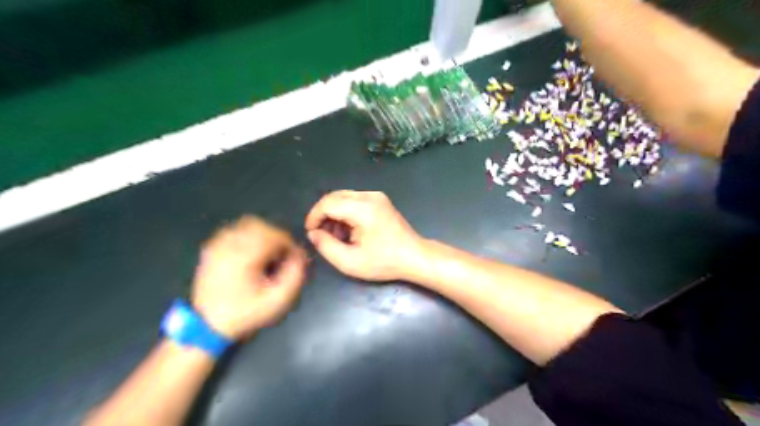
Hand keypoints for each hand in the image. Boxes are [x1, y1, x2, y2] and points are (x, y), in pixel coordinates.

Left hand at [192, 217, 306, 338]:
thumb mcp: (278, 300)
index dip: (289, 245)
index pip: (275, 236)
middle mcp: (229, 246)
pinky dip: (247, 237)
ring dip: (263, 236)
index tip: (294, 259)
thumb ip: (295, 275)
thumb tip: (300, 255)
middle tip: (282, 256)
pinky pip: (233, 231)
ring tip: (267, 254)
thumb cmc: (246, 313)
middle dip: (277, 238)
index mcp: (245, 257)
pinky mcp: (211, 249)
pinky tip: (251, 253)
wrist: (208, 326)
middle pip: (261, 226)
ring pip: (247, 225)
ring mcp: (217, 246)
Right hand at [304, 191, 425, 280]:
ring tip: (337, 237)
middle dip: (323, 215)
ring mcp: (377, 196)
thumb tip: (313, 233)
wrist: (414, 257)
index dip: (314, 217)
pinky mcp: (381, 201)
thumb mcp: (350, 261)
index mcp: (363, 208)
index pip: (328, 203)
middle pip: (334, 196)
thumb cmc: (384, 262)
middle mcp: (369, 196)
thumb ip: (326, 246)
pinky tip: (349, 231)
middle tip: (321, 235)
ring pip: (344, 197)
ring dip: (335, 214)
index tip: (310, 233)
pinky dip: (346, 213)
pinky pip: (355, 201)